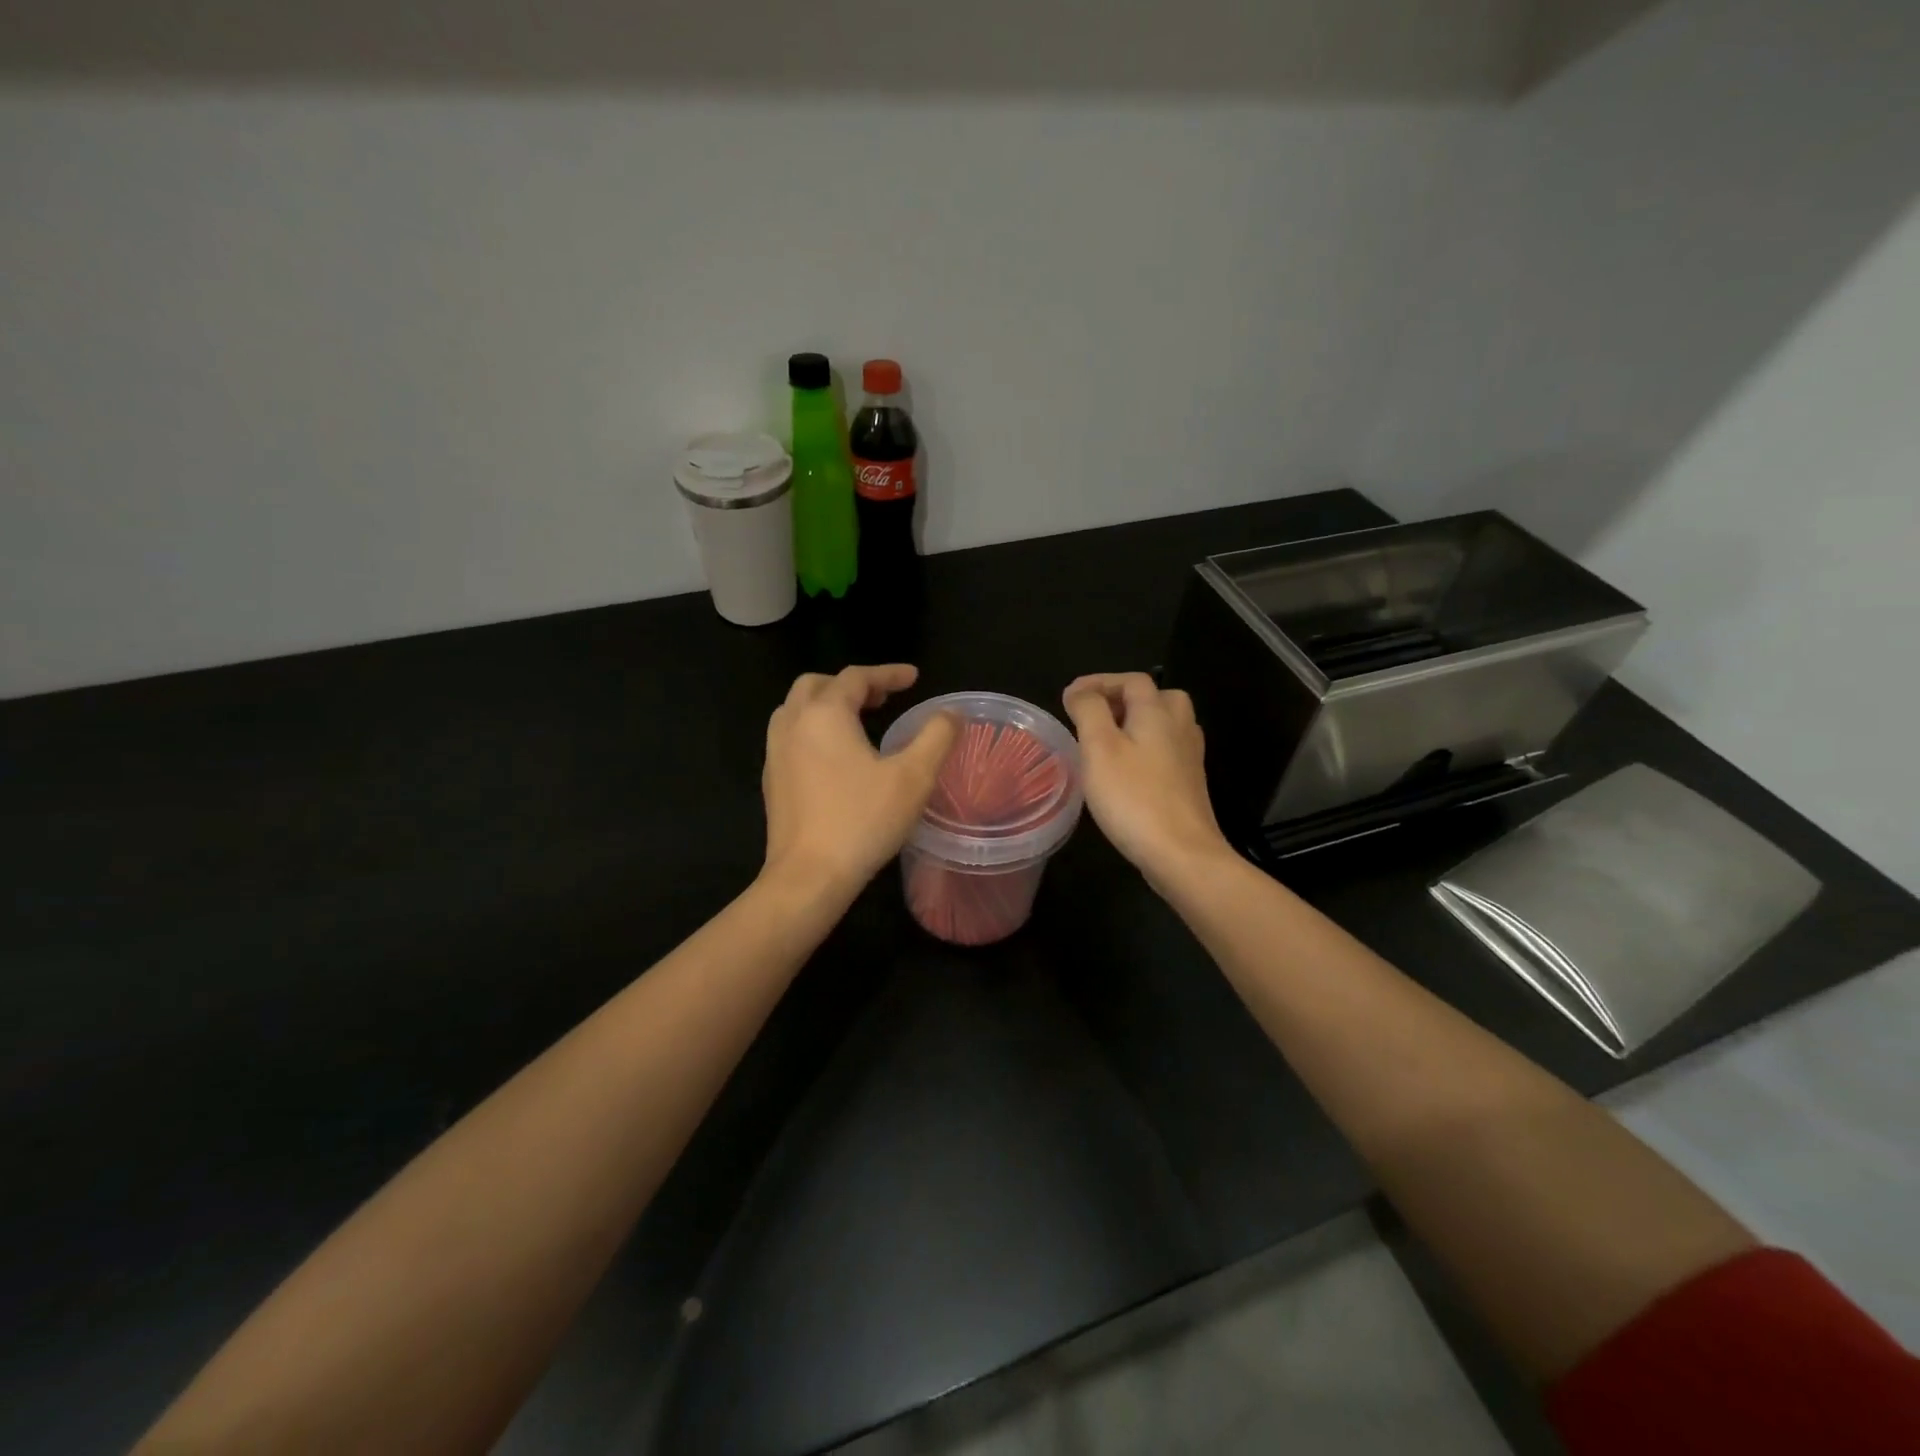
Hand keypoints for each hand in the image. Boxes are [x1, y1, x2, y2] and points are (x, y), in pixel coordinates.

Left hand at [761, 665, 959, 900]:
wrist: (808, 876)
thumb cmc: (863, 820)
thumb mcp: (914, 777)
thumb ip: (936, 737)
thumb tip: (950, 713)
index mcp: (824, 714)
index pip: (856, 677)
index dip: (888, 673)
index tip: (914, 678)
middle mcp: (792, 724)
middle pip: (817, 685)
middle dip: (851, 685)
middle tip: (883, 698)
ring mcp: (775, 753)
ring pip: (797, 710)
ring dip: (828, 705)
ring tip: (858, 721)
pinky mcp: (771, 780)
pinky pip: (790, 737)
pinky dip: (814, 730)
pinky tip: (836, 758)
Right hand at [1062, 672, 1232, 885]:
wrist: (1182, 853)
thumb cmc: (1133, 797)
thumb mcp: (1099, 748)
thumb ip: (1088, 711)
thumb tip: (1080, 691)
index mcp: (1157, 712)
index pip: (1131, 680)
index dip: (1099, 682)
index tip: (1070, 698)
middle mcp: (1180, 728)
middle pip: (1158, 697)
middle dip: (1125, 699)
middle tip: (1096, 715)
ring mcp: (1189, 757)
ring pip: (1166, 725)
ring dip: (1137, 723)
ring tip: (1108, 740)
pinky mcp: (1190, 784)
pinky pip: (1168, 751)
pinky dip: (1147, 748)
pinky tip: (1128, 770)